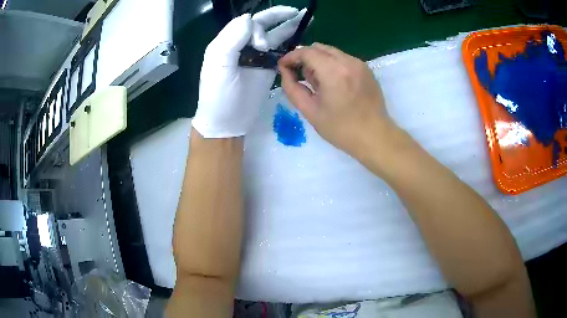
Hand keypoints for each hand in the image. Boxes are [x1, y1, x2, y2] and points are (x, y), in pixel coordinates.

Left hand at [192, 6, 306, 137]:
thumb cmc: (218, 95)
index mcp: (228, 42)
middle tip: (298, 12)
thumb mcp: (219, 66)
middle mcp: (242, 45)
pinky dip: (289, 46)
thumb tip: (249, 18)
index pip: (248, 23)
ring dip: (288, 28)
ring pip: (273, 36)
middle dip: (279, 17)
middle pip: (263, 25)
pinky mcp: (266, 69)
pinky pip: (279, 52)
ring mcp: (256, 57)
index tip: (262, 46)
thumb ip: (231, 39)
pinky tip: (300, 41)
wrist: (227, 122)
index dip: (259, 29)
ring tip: (304, 20)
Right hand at [278, 43, 395, 156]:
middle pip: (319, 48)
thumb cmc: (341, 129)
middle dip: (305, 58)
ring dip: (319, 61)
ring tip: (319, 84)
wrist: (375, 137)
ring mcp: (360, 64)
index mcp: (333, 72)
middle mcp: (348, 61)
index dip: (291, 57)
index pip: (306, 52)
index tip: (283, 66)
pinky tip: (334, 84)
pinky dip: (332, 65)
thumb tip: (285, 71)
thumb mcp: (310, 111)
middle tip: (301, 77)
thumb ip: (292, 88)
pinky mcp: (366, 69)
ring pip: (332, 52)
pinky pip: (343, 59)